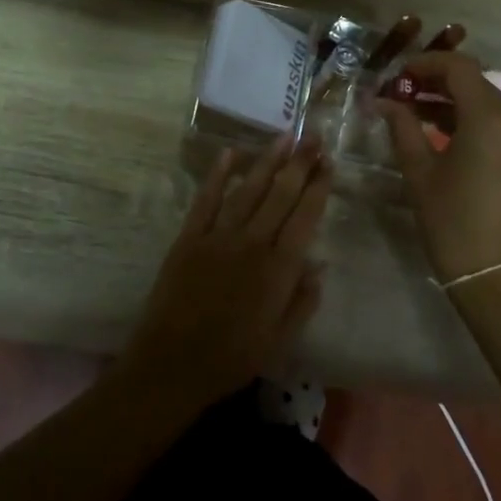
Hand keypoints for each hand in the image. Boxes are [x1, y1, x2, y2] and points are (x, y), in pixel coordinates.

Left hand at [122, 136, 331, 413]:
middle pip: (280, 195)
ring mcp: (218, 237)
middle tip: (313, 136)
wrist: (172, 364)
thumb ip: (303, 300)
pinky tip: (230, 153)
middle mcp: (252, 244)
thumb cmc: (232, 358)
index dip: (318, 188)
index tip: (329, 164)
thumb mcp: (280, 340)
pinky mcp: (189, 238)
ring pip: (248, 190)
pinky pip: (206, 200)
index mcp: (278, 269)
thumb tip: (319, 264)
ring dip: (267, 161)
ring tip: (284, 136)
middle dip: (299, 164)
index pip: (305, 217)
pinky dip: (218, 175)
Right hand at [377, 51, 500, 283]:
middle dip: (438, 84)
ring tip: (419, 117)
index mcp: (491, 119)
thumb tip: (386, 103)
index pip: (460, 68)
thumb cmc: (454, 226)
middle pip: (477, 84)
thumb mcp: (420, 175)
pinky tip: (448, 140)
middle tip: (403, 95)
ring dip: (456, 104)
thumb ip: (403, 129)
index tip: (398, 75)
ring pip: (492, 106)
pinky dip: (475, 124)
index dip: (426, 63)